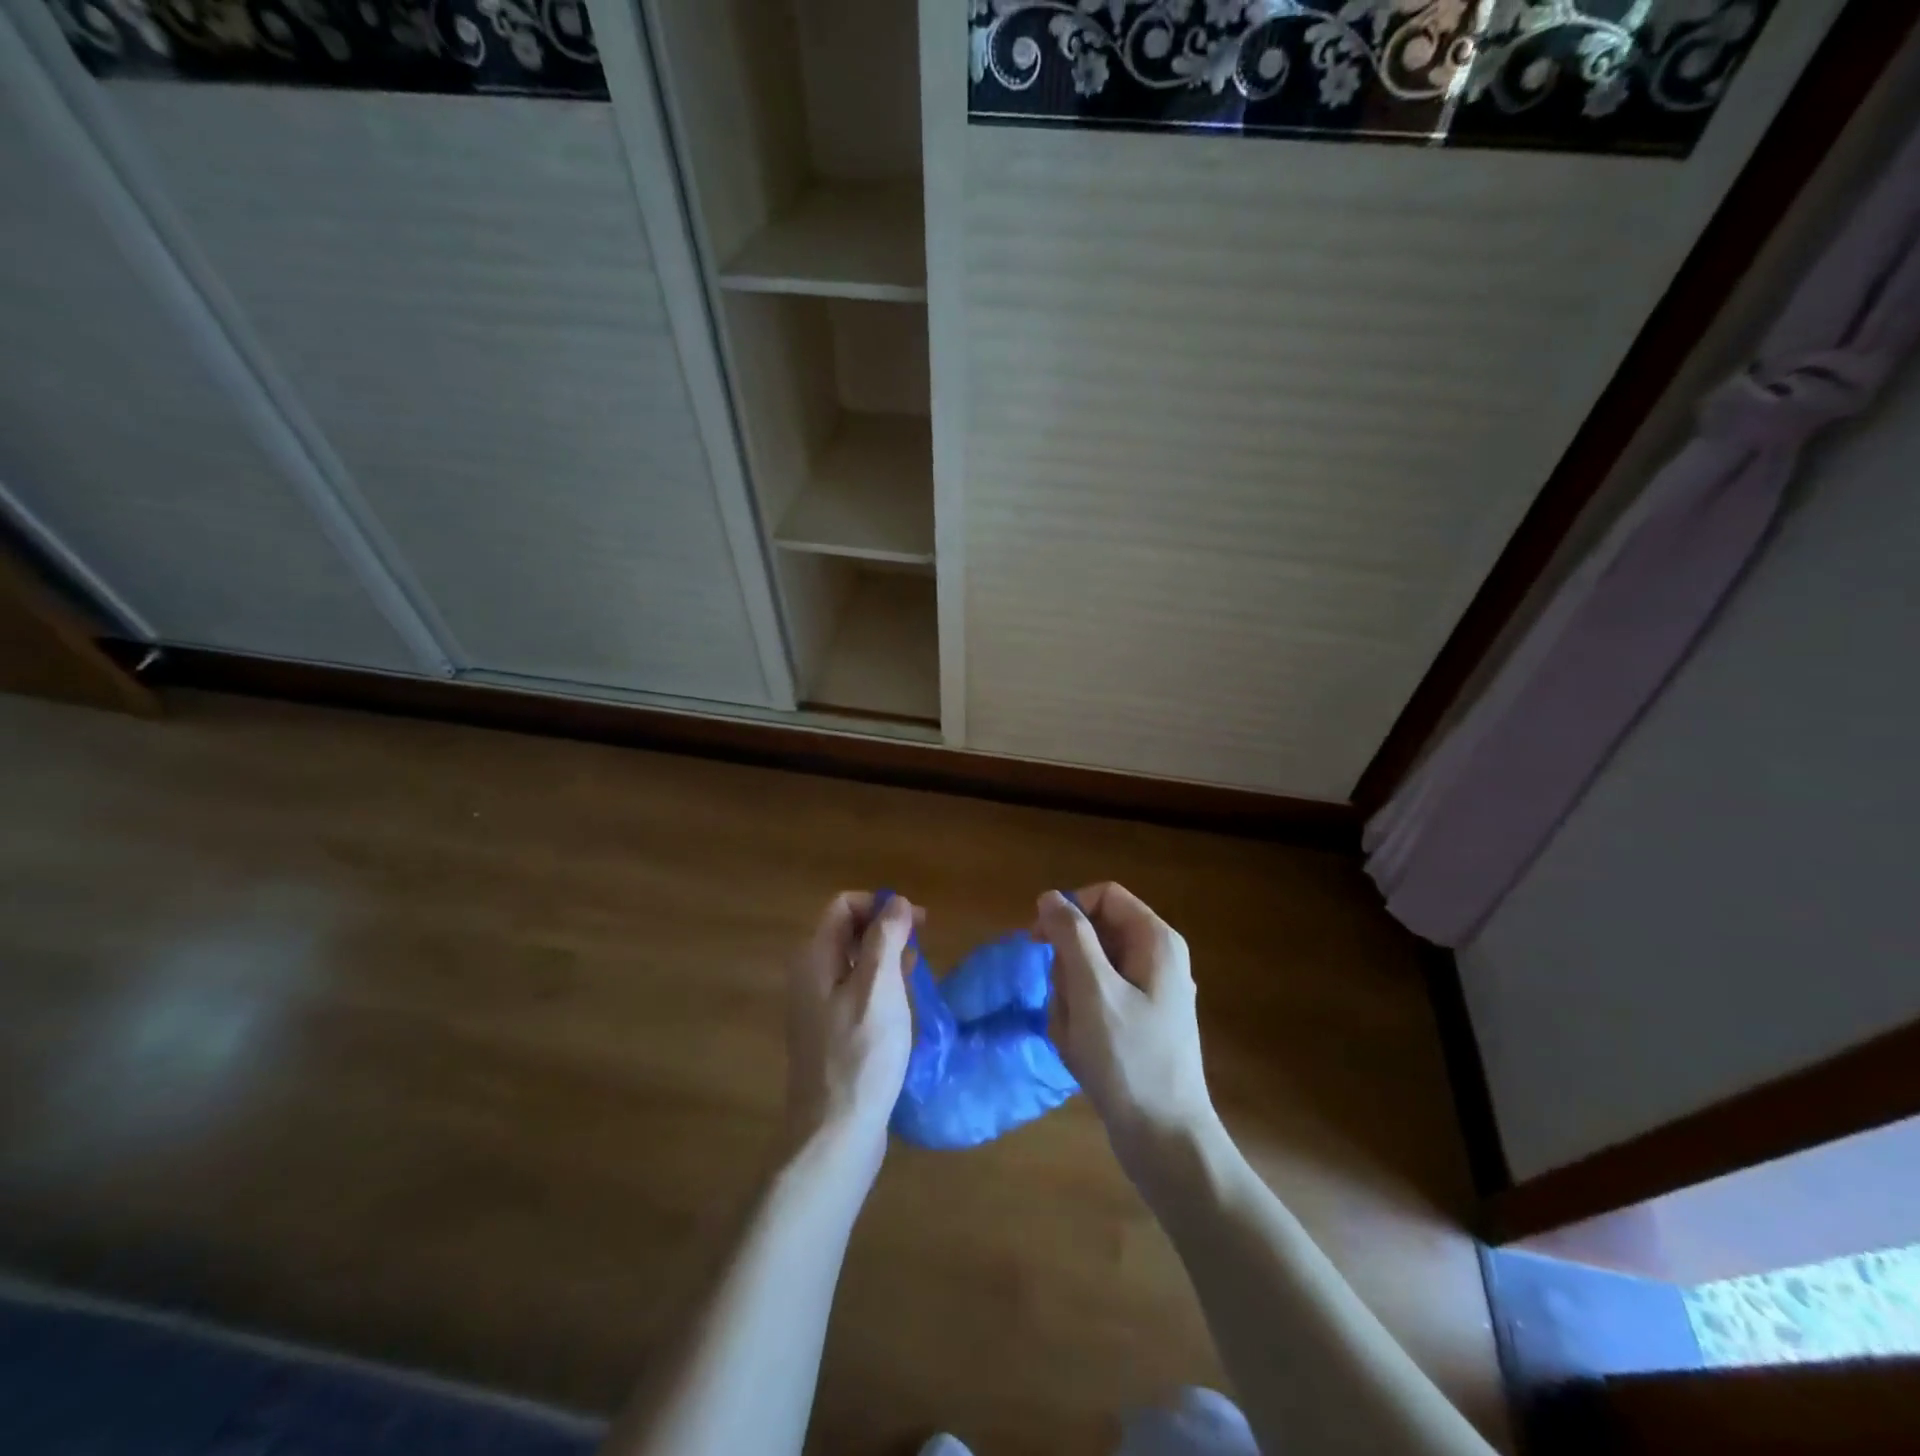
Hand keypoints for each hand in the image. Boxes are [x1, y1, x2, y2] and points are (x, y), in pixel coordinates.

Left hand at [785, 892, 916, 1177]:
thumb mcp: (879, 987)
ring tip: (918, 972)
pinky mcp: (830, 1033)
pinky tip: (903, 1003)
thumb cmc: (861, 1054)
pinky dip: (880, 985)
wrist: (835, 1133)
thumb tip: (895, 901)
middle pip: (848, 931)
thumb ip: (886, 938)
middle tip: (923, 944)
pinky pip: (855, 991)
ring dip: (886, 957)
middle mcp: (810, 976)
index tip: (916, 922)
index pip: (844, 906)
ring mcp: (817, 1007)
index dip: (880, 905)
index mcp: (815, 958)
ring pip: (854, 962)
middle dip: (886, 928)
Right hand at [1034, 884, 1221, 1185]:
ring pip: (1088, 972)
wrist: (1165, 1141)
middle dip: (1068, 969)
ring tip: (1078, 1038)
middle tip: (1069, 1006)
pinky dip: (1080, 1023)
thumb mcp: (1093, 991)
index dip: (1068, 910)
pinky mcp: (1139, 1022)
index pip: (1104, 896)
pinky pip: (1095, 1003)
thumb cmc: (1129, 1060)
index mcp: (1156, 941)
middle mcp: (1157, 958)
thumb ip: (1071, 936)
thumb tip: (1050, 896)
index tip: (1038, 940)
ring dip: (1070, 1001)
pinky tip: (1084, 1054)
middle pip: (1093, 935)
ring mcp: (1149, 992)